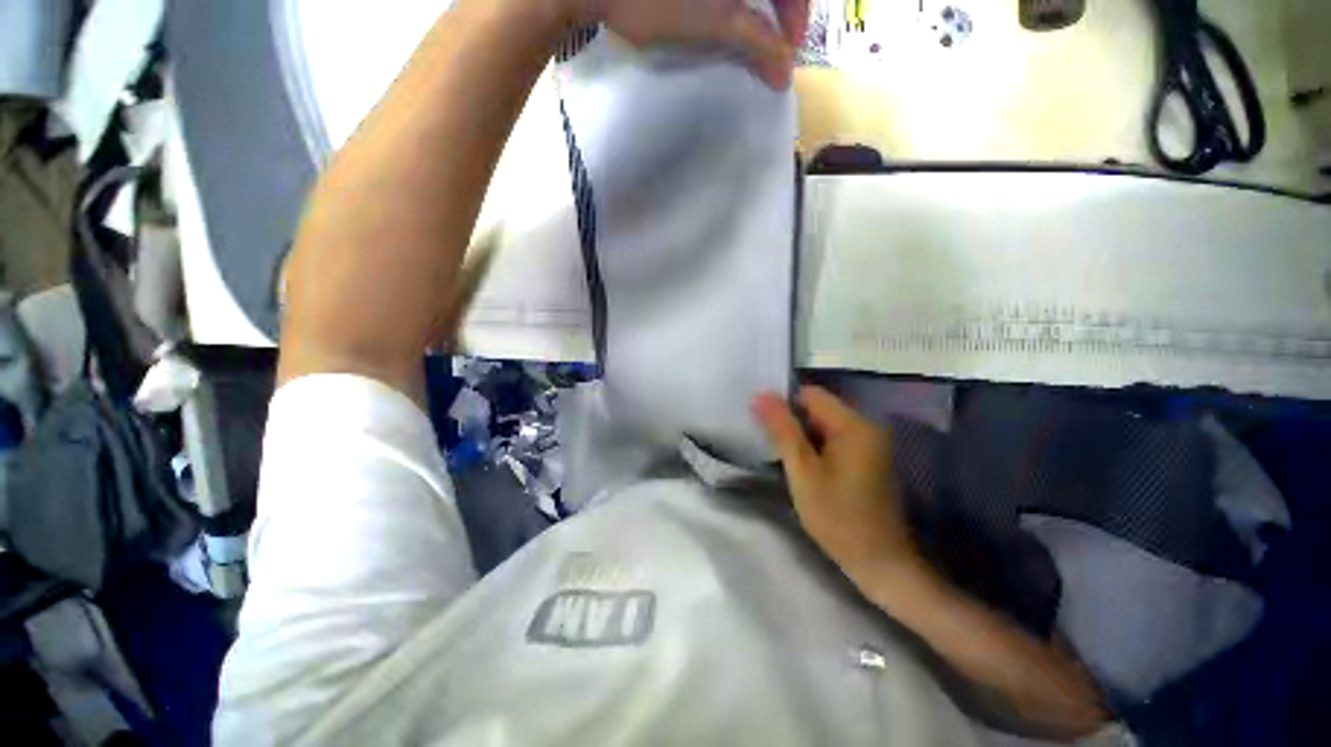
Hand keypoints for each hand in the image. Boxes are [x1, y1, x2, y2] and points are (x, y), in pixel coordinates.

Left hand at [569, 0, 809, 87]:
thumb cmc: (658, 0)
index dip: (797, 15)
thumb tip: (784, 71)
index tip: (788, 51)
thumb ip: (756, 40)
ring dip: (761, 9)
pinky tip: (733, 21)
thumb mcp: (714, 22)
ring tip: (755, 40)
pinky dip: (737, 4)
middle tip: (774, 49)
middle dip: (781, 13)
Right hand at [752, 386, 917, 579]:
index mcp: (854, 424)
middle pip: (819, 407)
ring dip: (803, 435)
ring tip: (783, 455)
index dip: (784, 404)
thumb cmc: (837, 516)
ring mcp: (870, 442)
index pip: (810, 394)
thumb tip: (761, 395)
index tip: (764, 425)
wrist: (879, 561)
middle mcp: (867, 425)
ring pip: (824, 424)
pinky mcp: (869, 456)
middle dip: (793, 422)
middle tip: (770, 443)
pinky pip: (835, 438)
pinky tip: (804, 465)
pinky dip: (817, 446)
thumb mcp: (802, 471)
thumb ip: (782, 430)